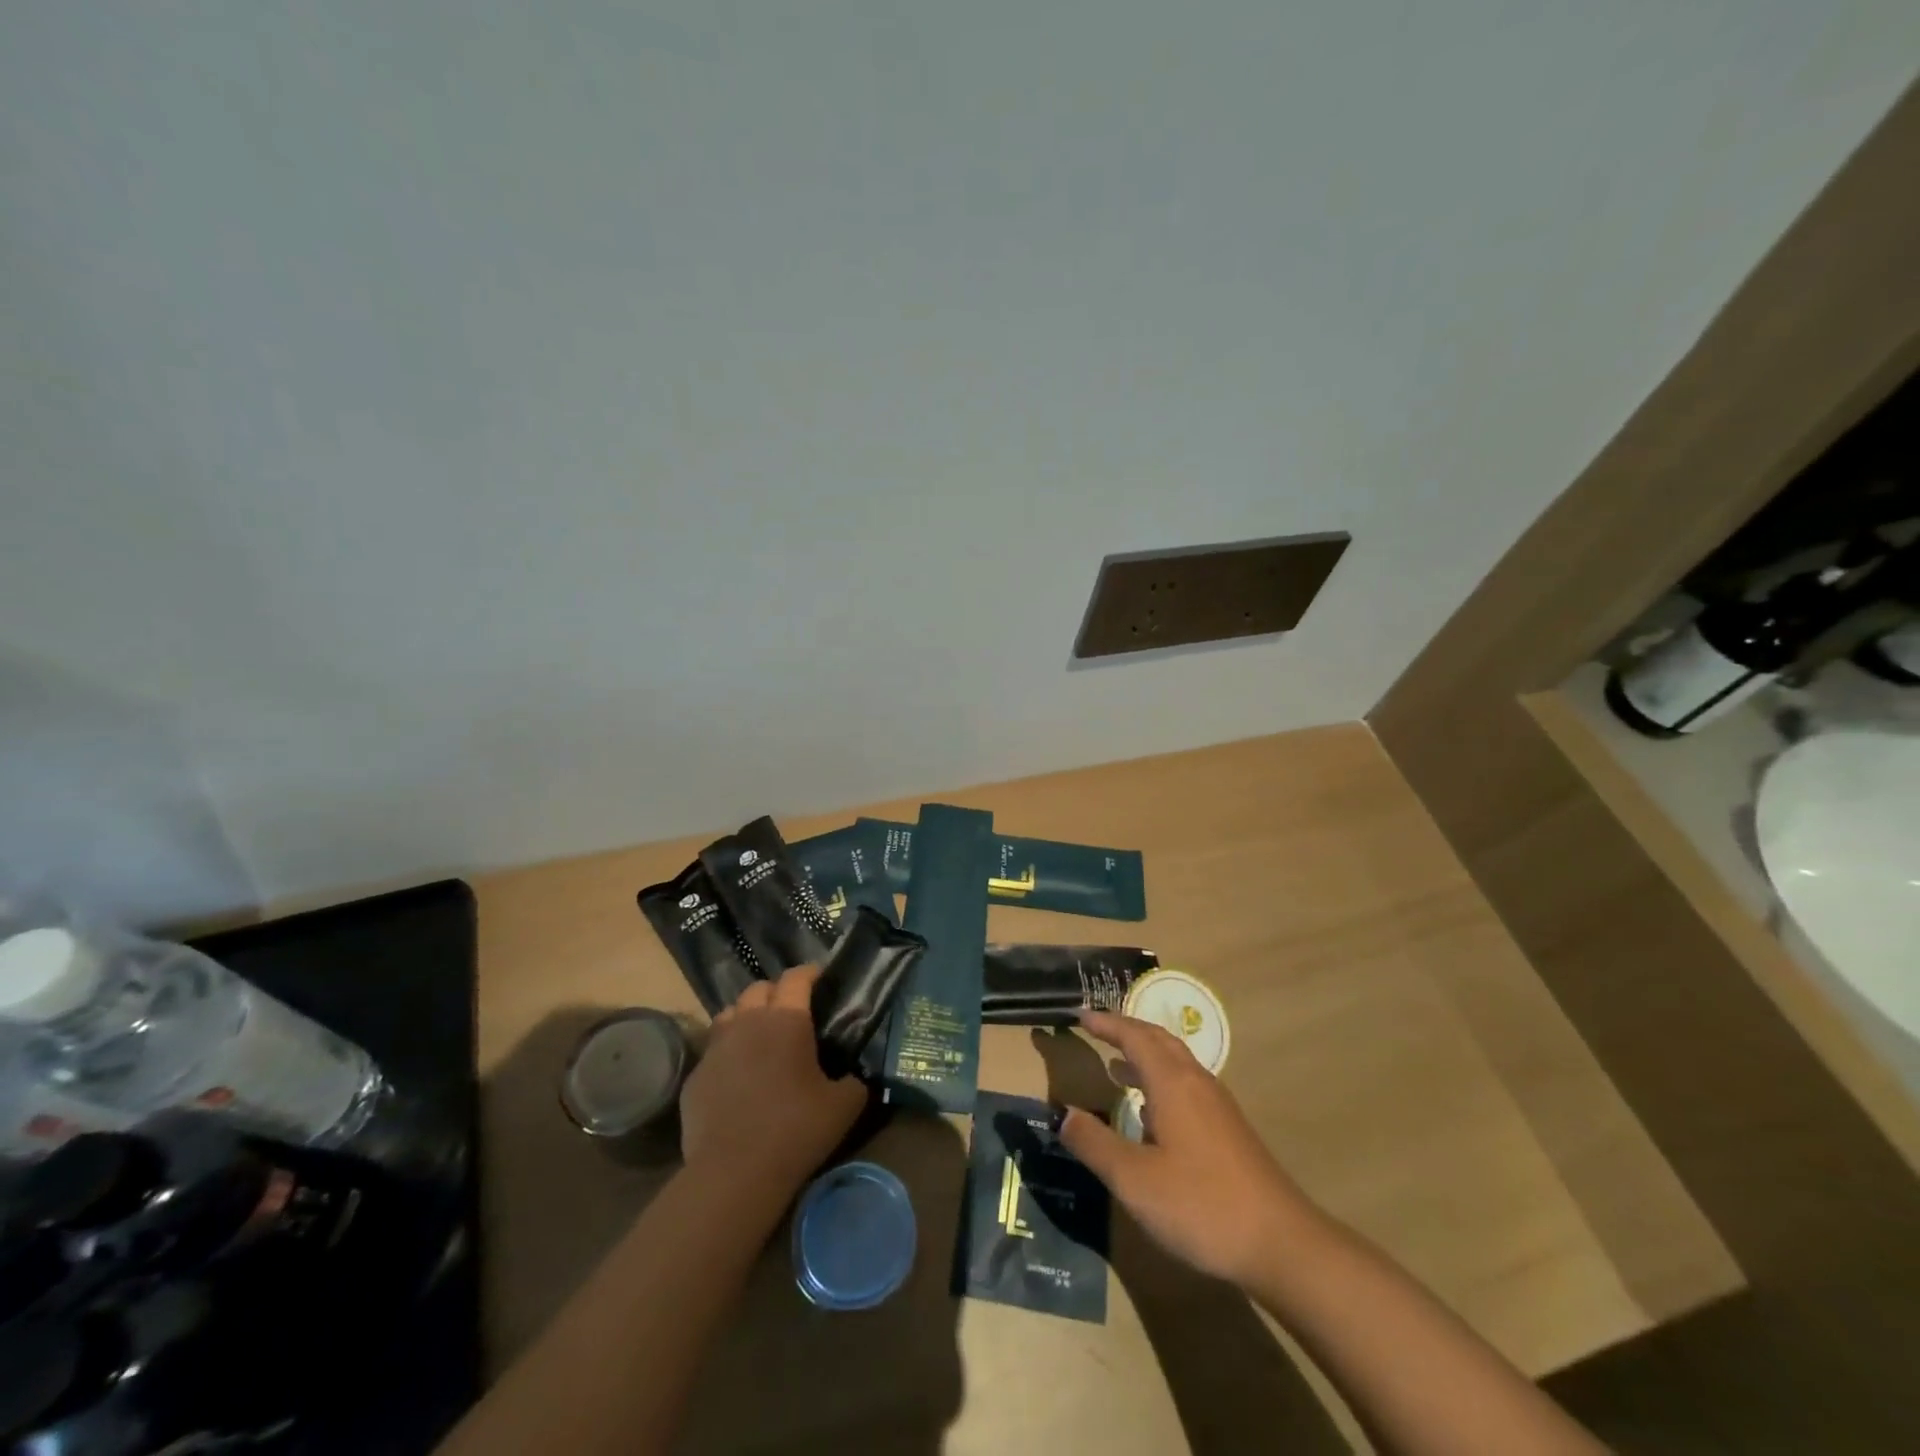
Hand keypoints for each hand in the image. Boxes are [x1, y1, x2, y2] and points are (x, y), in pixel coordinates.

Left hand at [680, 966, 865, 1192]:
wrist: (733, 1174)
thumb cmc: (795, 1130)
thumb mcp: (844, 1106)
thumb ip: (854, 1081)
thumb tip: (855, 1076)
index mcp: (787, 1020)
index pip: (796, 978)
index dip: (809, 973)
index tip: (820, 978)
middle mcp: (748, 1022)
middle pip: (758, 988)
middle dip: (776, 992)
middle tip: (791, 1011)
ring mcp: (716, 1048)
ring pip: (729, 1013)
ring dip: (746, 1016)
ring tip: (759, 1036)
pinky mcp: (695, 1076)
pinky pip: (713, 1051)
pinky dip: (727, 1052)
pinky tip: (737, 1076)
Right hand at [1060, 1010, 1317, 1287]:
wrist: (1283, 1244)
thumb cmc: (1202, 1206)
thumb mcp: (1135, 1181)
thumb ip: (1095, 1144)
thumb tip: (1063, 1115)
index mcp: (1172, 1083)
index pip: (1134, 1036)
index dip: (1106, 1023)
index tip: (1080, 1015)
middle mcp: (1196, 1082)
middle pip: (1158, 1039)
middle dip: (1126, 1030)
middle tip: (1097, 1028)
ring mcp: (1217, 1105)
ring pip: (1176, 1061)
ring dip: (1145, 1053)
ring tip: (1117, 1064)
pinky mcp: (1229, 1129)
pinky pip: (1186, 1083)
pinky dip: (1160, 1078)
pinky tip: (1152, 1111)